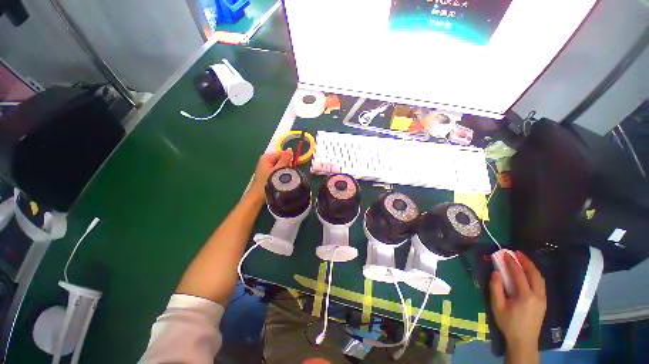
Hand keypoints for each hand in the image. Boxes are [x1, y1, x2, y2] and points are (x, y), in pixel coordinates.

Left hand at [249, 149, 293, 198]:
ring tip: (283, 177)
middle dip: (286, 165)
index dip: (288, 159)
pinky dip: (281, 173)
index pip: (282, 153)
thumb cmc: (267, 182)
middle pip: (281, 159)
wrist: (258, 196)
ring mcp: (267, 166)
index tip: (292, 167)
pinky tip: (281, 179)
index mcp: (267, 157)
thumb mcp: (277, 170)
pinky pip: (278, 170)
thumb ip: (284, 159)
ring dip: (284, 170)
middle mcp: (266, 160)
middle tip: (286, 173)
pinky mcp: (268, 173)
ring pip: (281, 165)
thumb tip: (290, 149)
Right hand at [490, 251, 545, 361]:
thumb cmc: (508, 323)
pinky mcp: (543, 302)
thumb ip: (496, 288)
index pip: (519, 274)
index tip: (505, 253)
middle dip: (525, 261)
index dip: (512, 262)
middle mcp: (537, 295)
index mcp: (525, 296)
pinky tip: (528, 272)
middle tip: (516, 252)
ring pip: (540, 278)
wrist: (523, 341)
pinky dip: (535, 274)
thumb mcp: (497, 306)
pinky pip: (541, 284)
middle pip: (534, 274)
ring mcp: (543, 299)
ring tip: (522, 259)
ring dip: (531, 267)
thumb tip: (496, 272)